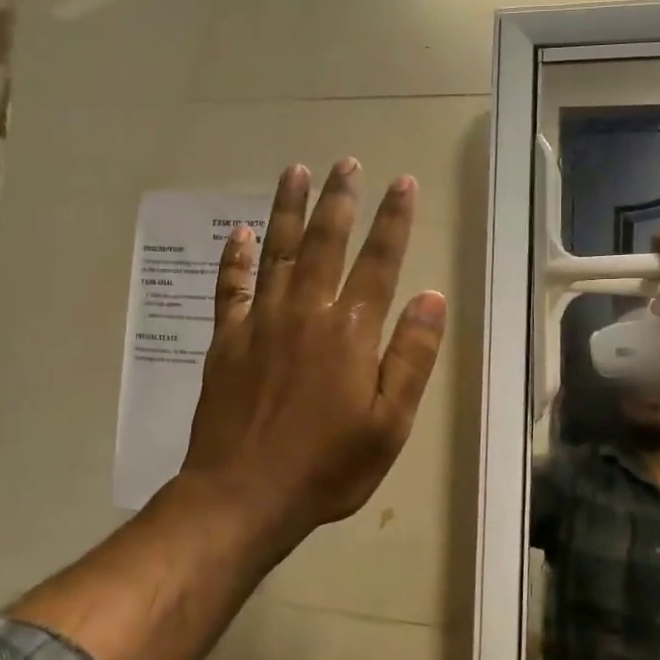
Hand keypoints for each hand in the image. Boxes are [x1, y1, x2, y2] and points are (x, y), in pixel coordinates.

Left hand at [181, 159, 446, 539]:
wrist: (243, 496)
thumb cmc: (327, 466)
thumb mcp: (390, 423)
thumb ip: (412, 356)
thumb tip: (432, 297)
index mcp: (350, 332)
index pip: (379, 262)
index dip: (394, 220)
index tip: (402, 183)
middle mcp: (305, 312)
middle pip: (325, 242)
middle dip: (339, 200)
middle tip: (345, 163)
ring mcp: (261, 322)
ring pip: (277, 252)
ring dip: (287, 209)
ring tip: (294, 171)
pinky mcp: (227, 340)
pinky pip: (230, 288)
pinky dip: (235, 258)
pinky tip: (240, 232)